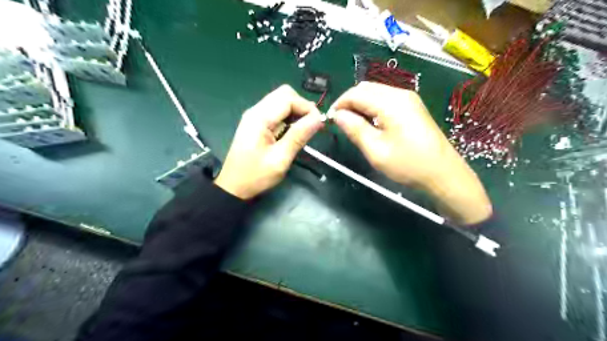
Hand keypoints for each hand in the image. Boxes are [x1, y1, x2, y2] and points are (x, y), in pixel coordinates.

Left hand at [216, 85, 324, 199]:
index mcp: (259, 118)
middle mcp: (256, 111)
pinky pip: (276, 112)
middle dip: (302, 106)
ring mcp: (255, 116)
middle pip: (284, 95)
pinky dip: (289, 118)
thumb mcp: (280, 158)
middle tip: (311, 126)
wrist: (234, 187)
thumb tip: (318, 118)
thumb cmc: (256, 176)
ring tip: (305, 130)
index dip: (306, 107)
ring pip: (281, 101)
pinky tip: (293, 132)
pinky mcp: (256, 123)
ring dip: (296, 112)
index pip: (288, 98)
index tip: (318, 123)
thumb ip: (299, 136)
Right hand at [331, 81, 489, 224]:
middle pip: (366, 88)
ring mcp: (409, 99)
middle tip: (341, 123)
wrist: (443, 174)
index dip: (340, 104)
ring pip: (376, 92)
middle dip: (349, 102)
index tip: (330, 119)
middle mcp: (400, 94)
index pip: (356, 93)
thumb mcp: (376, 150)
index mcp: (391, 103)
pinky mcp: (413, 107)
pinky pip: (386, 99)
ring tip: (354, 125)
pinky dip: (373, 107)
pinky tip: (371, 123)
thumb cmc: (408, 164)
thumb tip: (337, 115)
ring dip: (361, 104)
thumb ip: (355, 129)